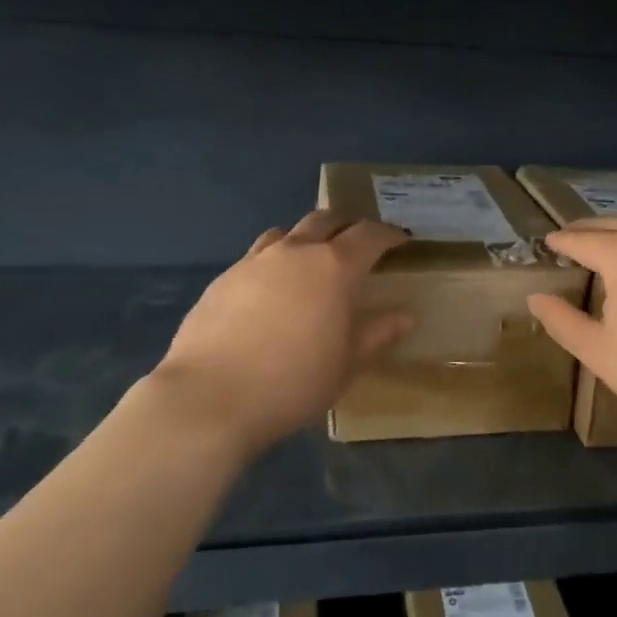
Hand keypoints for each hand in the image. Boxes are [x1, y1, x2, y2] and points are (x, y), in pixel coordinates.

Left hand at [152, 211, 412, 453]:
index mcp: (334, 267)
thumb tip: (405, 316)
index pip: (369, 235)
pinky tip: (272, 291)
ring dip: (307, 238)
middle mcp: (295, 252)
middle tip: (359, 241)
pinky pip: (257, 257)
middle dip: (348, 225)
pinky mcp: (223, 279)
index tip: (400, 240)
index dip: (388, 234)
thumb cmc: (294, 382)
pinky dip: (275, 262)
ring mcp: (254, 262)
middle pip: (325, 220)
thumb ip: (377, 334)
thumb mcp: (347, 363)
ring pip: (286, 233)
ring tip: (313, 260)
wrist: (211, 397)